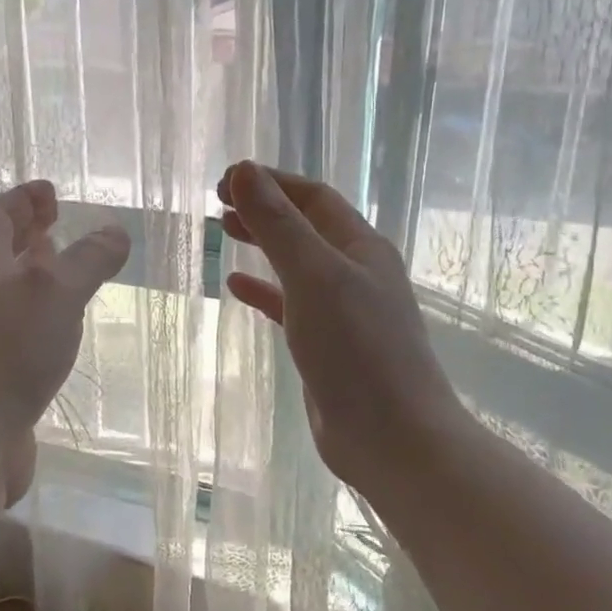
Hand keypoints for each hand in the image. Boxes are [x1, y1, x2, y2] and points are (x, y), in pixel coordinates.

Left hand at [0, 180, 130, 502]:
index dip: (23, 198)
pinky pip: (12, 330)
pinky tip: (57, 331)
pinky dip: (35, 317)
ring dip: (31, 276)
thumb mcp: (55, 293)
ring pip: (4, 292)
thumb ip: (87, 259)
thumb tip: (114, 231)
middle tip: (56, 226)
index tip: (50, 192)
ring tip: (62, 272)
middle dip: (26, 234)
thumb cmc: (4, 355)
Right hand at [218, 162, 461, 491]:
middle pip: (305, 225)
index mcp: (360, 247)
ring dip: (263, 243)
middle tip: (218, 202)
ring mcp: (344, 310)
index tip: (225, 180)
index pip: (313, 197)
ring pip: (296, 263)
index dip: (271, 182)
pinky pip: (290, 304)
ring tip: (224, 230)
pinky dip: (264, 291)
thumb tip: (244, 171)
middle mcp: (355, 271)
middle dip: (264, 208)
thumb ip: (278, 225)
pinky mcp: (328, 344)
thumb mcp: (313, 277)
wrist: (393, 439)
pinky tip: (236, 287)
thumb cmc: (356, 349)